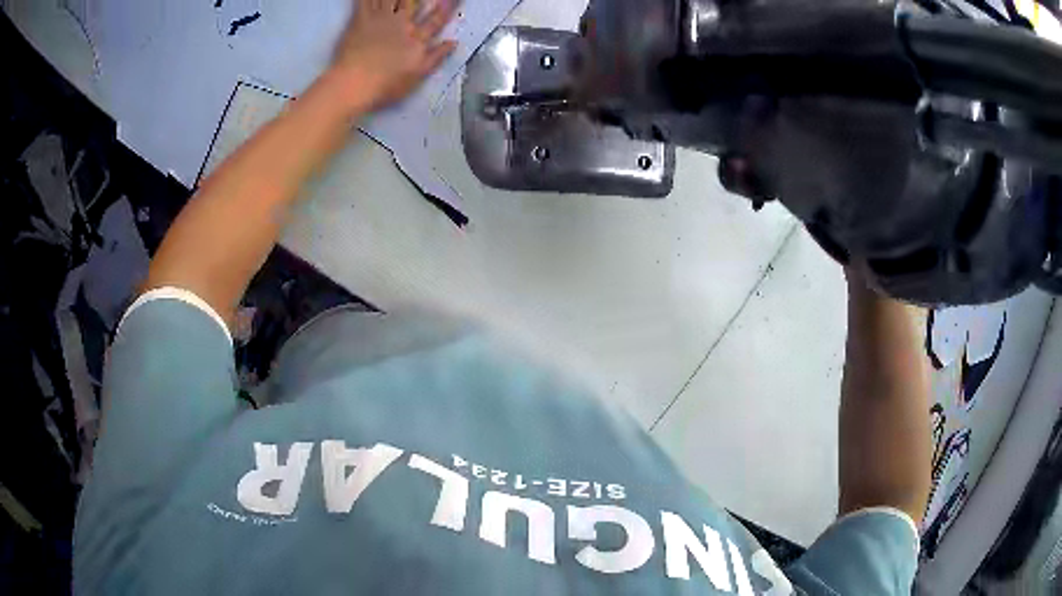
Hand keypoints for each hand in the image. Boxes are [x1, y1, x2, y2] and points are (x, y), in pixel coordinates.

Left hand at [330, 0, 458, 110]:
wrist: (355, 84)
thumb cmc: (386, 85)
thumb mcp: (417, 75)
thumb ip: (436, 57)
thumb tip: (454, 42)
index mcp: (417, 39)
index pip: (437, 19)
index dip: (447, 7)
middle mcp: (402, 24)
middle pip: (415, 2)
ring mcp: (381, 19)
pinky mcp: (361, 19)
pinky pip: (366, 1)